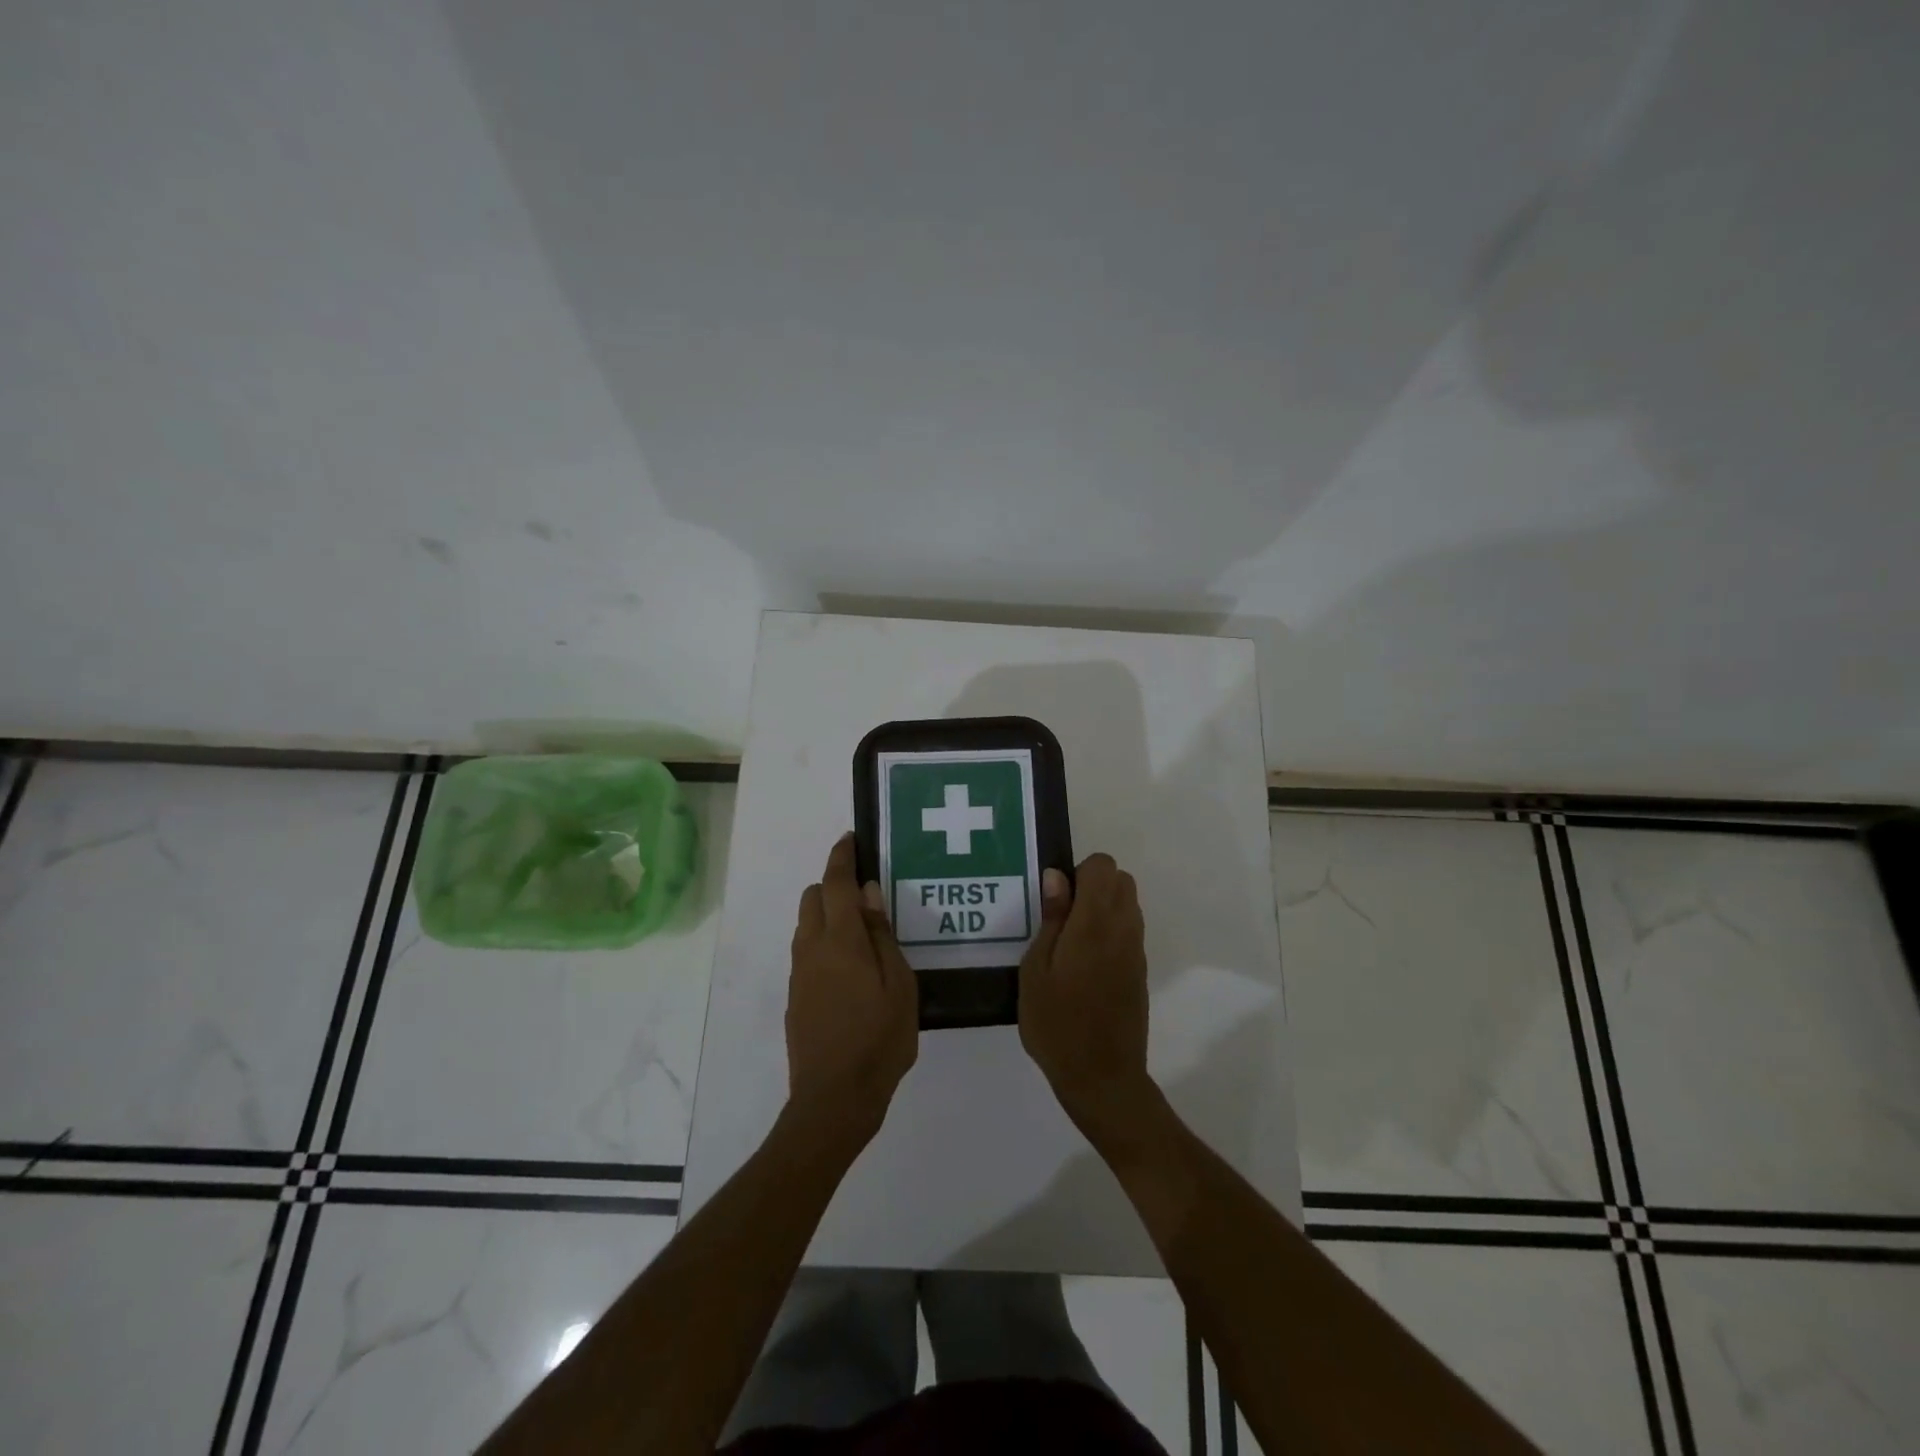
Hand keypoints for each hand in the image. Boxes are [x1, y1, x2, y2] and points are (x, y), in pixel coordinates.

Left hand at [786, 834, 918, 1146]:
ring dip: (828, 916)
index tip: (850, 839)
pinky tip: (851, 968)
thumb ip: (882, 935)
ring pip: (807, 926)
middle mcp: (811, 949)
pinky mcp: (796, 997)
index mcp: (840, 941)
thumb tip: (868, 893)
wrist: (833, 1099)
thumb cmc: (879, 1039)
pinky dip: (824, 943)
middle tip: (867, 897)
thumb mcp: (899, 985)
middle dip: (834, 886)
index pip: (835, 884)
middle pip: (813, 898)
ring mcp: (799, 974)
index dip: (841, 857)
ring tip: (863, 934)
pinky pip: (807, 952)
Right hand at [1018, 854, 1152, 1141]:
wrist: (1102, 1077)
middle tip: (1061, 918)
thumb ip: (1051, 919)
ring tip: (1070, 942)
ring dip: (1103, 907)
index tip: (1055, 900)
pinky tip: (1084, 964)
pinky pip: (1129, 931)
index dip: (1078, 872)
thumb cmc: (1057, 1023)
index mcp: (1095, 923)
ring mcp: (1136, 951)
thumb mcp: (1036, 969)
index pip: (1103, 866)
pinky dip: (1110, 931)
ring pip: (1128, 904)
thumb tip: (1057, 877)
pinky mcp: (1140, 971)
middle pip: (1121, 880)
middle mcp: (1124, 929)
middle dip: (1093, 885)